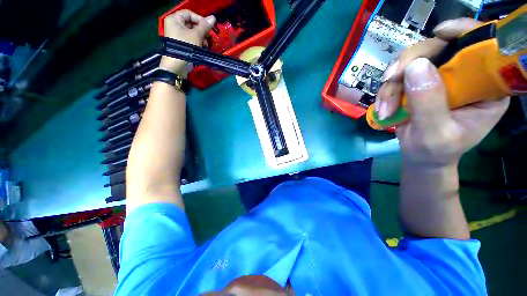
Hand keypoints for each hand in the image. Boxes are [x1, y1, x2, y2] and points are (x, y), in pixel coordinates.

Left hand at [159, 10, 215, 75]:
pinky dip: (198, 42)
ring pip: (193, 32)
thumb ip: (205, 26)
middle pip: (191, 23)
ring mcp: (178, 35)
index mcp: (175, 19)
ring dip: (201, 37)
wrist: (178, 65)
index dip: (199, 19)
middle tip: (208, 36)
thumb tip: (213, 17)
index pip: (189, 13)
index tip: (208, 27)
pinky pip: (192, 39)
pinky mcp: (182, 43)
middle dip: (201, 30)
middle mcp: (175, 25)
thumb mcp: (197, 35)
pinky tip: (203, 47)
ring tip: (206, 44)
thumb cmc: (185, 46)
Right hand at [376, 18, 509, 166]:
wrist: (420, 157)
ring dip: (392, 86)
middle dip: (409, 65)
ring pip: (412, 63)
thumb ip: (429, 102)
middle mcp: (465, 76)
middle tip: (389, 81)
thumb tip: (415, 67)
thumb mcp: (435, 133)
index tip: (439, 33)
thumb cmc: (435, 151)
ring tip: (384, 110)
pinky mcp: (420, 84)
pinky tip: (383, 109)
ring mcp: (440, 79)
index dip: (464, 32)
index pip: (482, 48)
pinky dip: (386, 92)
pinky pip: (399, 77)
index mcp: (485, 86)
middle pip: (440, 49)